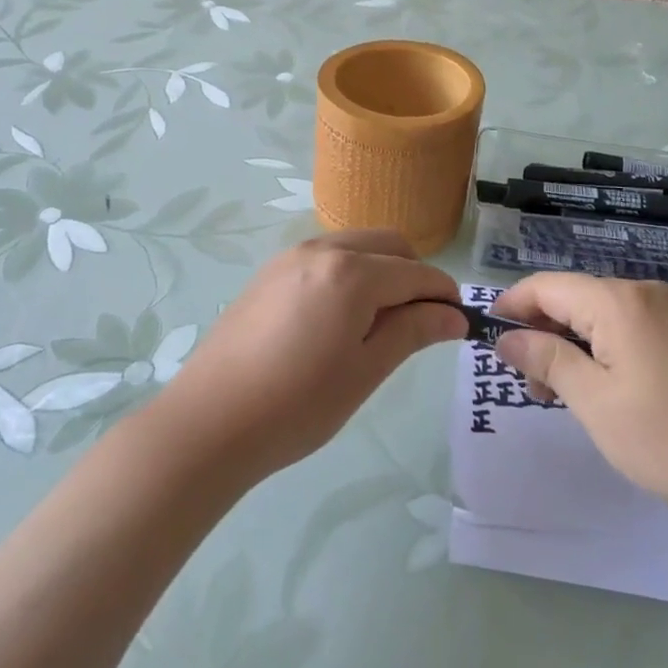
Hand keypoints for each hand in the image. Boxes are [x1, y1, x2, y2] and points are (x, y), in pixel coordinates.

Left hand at [151, 231, 463, 477]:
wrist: (208, 422)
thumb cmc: (298, 404)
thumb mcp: (366, 370)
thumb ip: (413, 331)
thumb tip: (455, 315)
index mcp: (352, 271)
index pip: (417, 272)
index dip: (445, 296)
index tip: (459, 324)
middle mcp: (323, 249)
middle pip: (389, 245)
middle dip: (415, 275)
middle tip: (420, 323)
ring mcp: (290, 257)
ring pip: (356, 246)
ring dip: (381, 271)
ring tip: (379, 323)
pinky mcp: (268, 272)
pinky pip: (325, 257)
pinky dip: (349, 273)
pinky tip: (339, 318)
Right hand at [493, 275, 667, 520]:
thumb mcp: (596, 402)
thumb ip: (548, 360)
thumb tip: (507, 337)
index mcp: (618, 301)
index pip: (547, 286)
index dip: (512, 305)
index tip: (489, 338)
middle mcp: (645, 293)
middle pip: (575, 298)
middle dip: (543, 332)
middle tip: (530, 385)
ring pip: (604, 315)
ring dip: (574, 344)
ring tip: (564, 395)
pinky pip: (632, 328)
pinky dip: (606, 348)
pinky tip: (607, 388)